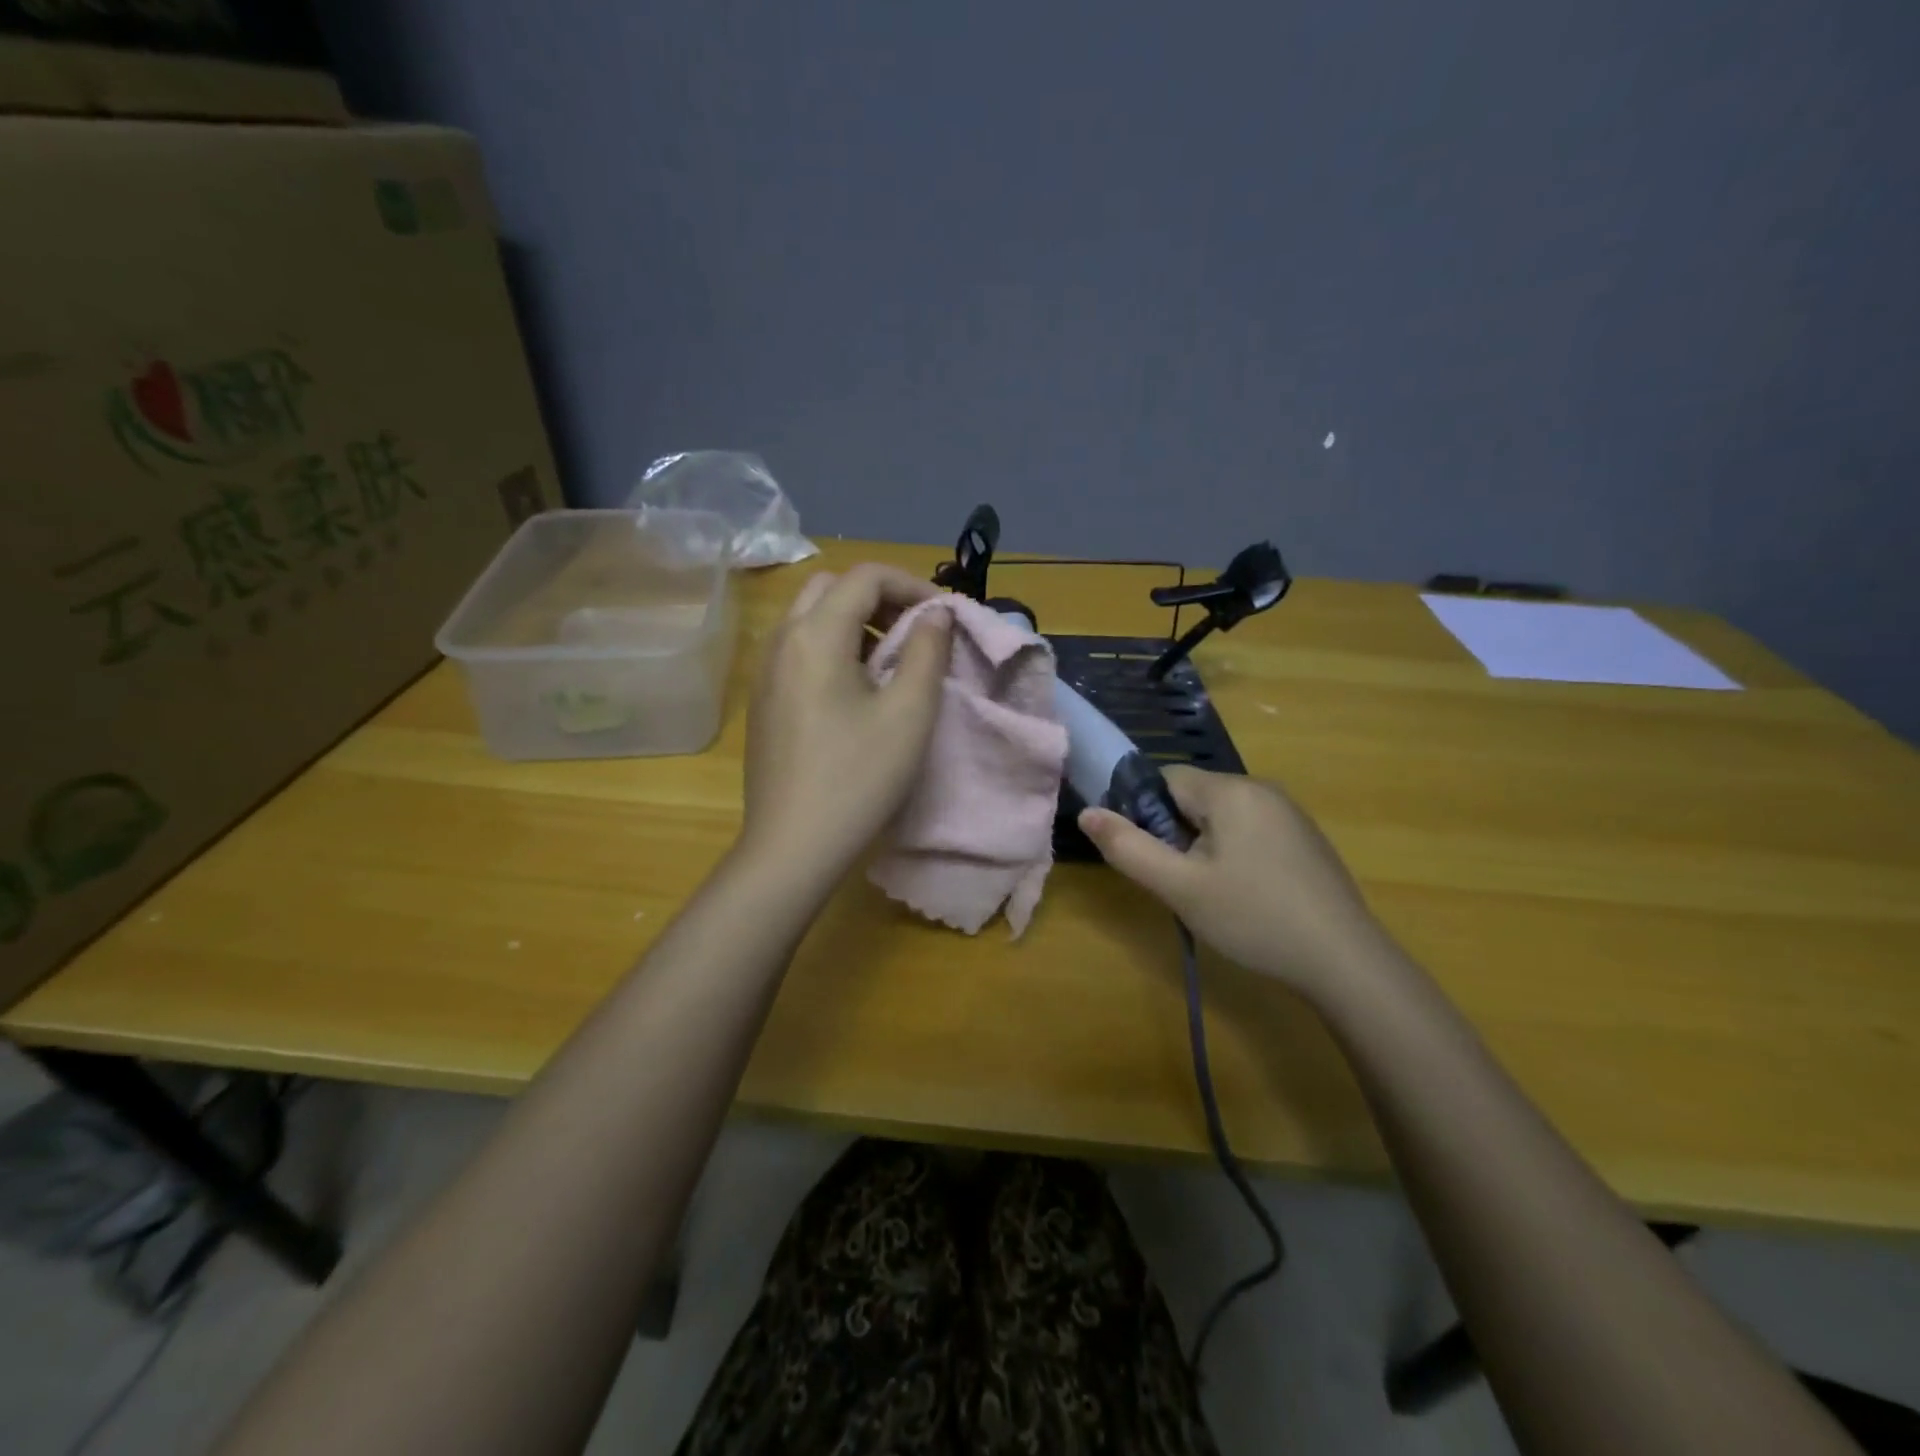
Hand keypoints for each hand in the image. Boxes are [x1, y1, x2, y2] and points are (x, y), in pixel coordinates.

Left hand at [740, 564, 950, 882]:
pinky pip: (799, 649)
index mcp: (815, 635)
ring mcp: (765, 671)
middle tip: (916, 631)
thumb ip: (928, 651)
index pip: (865, 576)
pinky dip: (833, 646)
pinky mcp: (763, 700)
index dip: (912, 584)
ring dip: (856, 621)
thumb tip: (935, 614)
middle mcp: (781, 641)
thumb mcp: (909, 713)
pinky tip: (857, 689)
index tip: (944, 616)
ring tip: (893, 659)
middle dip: (880, 597)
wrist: (792, 846)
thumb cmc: (858, 778)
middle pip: (832, 588)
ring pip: (811, 617)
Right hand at [1078, 767, 1394, 999]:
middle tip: (1181, 884)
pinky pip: (1251, 831)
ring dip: (1204, 847)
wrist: (1345, 961)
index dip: (1145, 813)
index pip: (1165, 779)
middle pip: (1194, 798)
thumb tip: (1087, 813)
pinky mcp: (1305, 839)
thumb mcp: (1180, 887)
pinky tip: (1246, 896)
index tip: (1150, 857)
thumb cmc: (1254, 918)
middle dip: (1177, 834)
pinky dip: (1235, 854)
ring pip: (1223, 817)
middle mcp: (1262, 789)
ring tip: (1212, 895)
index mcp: (1230, 791)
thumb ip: (1128, 848)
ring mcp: (1290, 813)